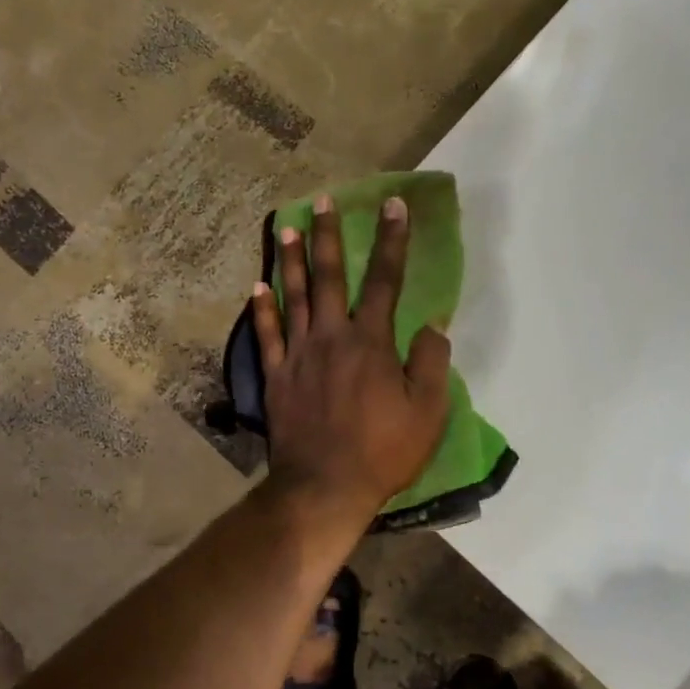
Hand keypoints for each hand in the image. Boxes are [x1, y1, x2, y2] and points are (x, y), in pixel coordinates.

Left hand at [251, 194, 451, 520]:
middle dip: (328, 236)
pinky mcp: (276, 378)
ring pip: (294, 298)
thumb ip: (431, 363)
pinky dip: (261, 310)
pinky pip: (267, 336)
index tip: (394, 205)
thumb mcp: (428, 412)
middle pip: (330, 277)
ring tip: (285, 229)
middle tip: (322, 201)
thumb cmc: (383, 452)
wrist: (325, 487)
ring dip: (291, 261)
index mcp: (371, 342)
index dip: (392, 240)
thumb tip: (432, 326)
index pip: (386, 280)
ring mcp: (298, 356)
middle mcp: (331, 338)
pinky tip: (257, 288)